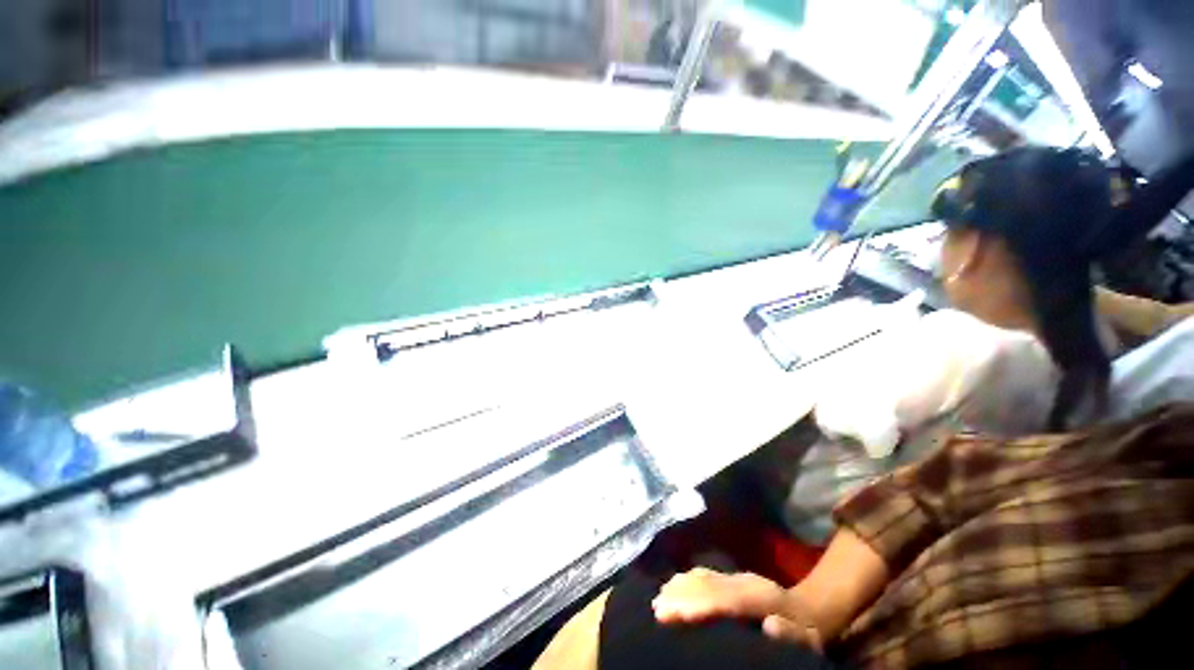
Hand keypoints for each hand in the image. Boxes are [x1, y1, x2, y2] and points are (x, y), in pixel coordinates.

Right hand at [652, 568, 822, 650]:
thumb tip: (768, 625)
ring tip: (660, 596)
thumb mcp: (809, 639)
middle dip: (680, 595)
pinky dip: (688, 578)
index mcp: (759, 598)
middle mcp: (744, 583)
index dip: (696, 605)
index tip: (672, 612)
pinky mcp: (734, 579)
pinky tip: (676, 583)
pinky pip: (706, 575)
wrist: (812, 607)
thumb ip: (790, 633)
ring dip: (681, 585)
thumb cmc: (809, 631)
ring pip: (704, 577)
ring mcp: (738, 578)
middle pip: (707, 586)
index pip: (721, 600)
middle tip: (656, 607)